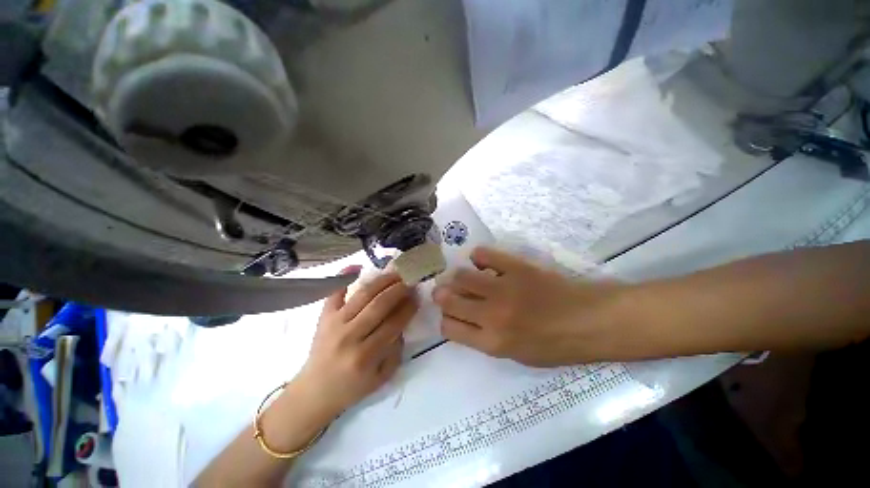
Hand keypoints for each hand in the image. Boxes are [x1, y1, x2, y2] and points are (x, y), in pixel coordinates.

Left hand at [294, 269, 416, 417]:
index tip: (417, 296)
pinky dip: (343, 278)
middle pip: (379, 305)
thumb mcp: (382, 378)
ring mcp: (334, 324)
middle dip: (398, 290)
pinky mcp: (323, 317)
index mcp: (366, 356)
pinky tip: (356, 266)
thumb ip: (396, 350)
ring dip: (381, 281)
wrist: (314, 392)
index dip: (408, 308)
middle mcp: (350, 336)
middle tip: (409, 280)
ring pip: (362, 295)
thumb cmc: (351, 388)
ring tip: (395, 273)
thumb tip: (402, 322)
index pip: (393, 324)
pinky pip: (333, 293)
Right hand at [432, 247, 628, 366]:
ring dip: (457, 276)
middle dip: (442, 295)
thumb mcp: (516, 355)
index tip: (450, 314)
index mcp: (492, 342)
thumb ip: (485, 339)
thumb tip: (464, 319)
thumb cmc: (555, 345)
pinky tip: (482, 262)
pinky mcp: (515, 267)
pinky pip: (484, 255)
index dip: (445, 320)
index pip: (448, 328)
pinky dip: (478, 257)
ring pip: (461, 276)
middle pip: (448, 300)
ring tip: (464, 276)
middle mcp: (491, 315)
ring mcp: (503, 289)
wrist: (589, 321)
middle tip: (445, 290)